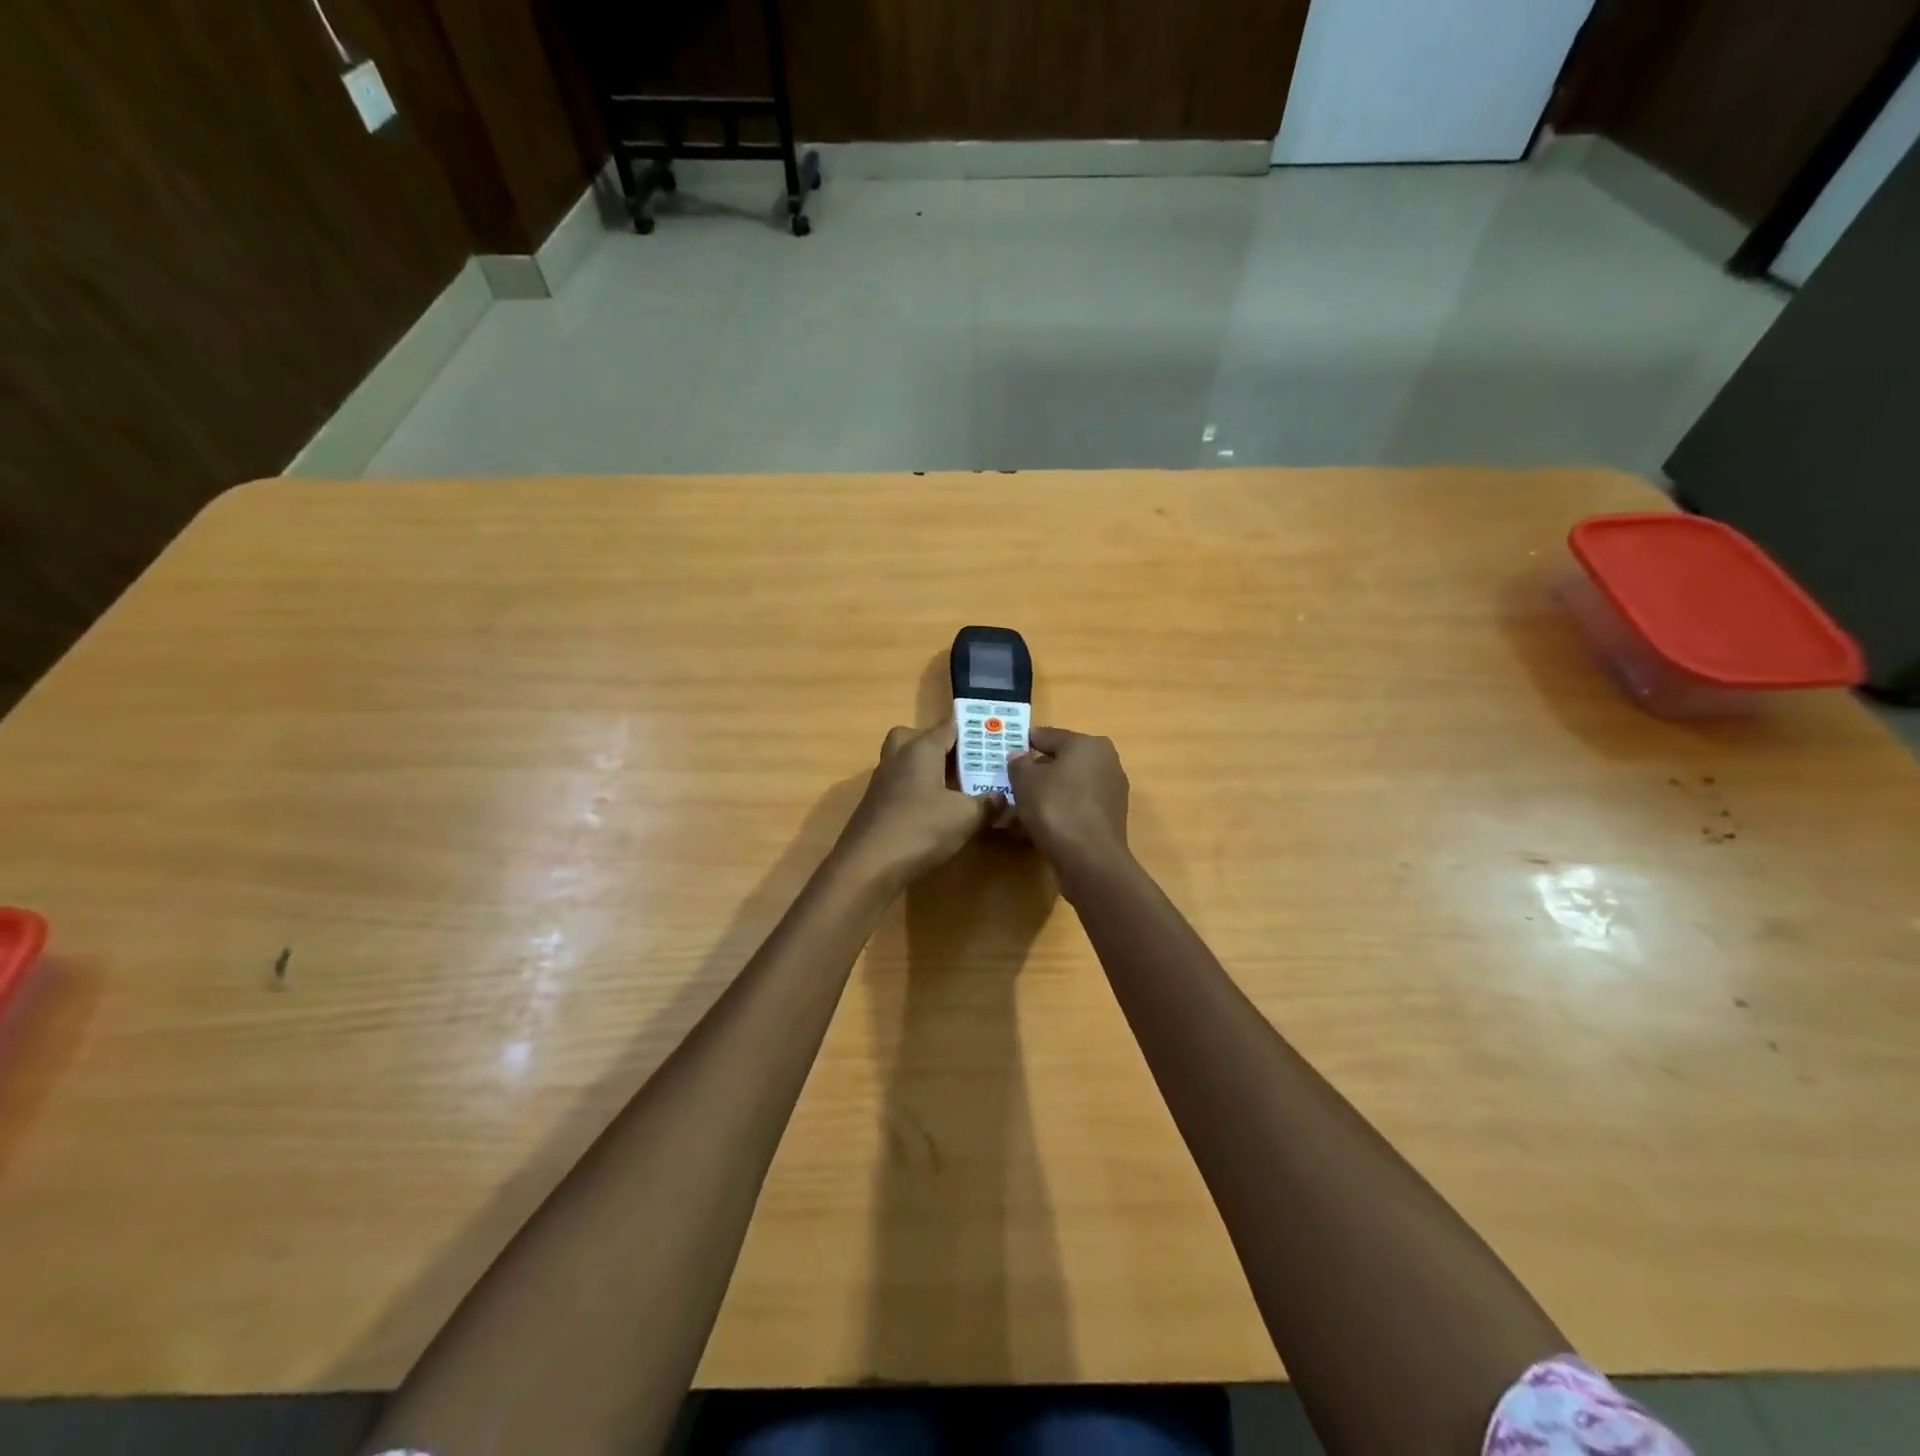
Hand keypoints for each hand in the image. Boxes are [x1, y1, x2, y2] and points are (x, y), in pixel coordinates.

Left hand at [833, 722, 996, 891]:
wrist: (867, 866)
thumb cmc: (920, 829)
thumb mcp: (966, 817)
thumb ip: (988, 804)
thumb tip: (1003, 798)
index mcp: (921, 748)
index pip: (948, 726)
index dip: (973, 729)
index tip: (993, 735)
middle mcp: (898, 756)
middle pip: (919, 739)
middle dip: (942, 746)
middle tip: (965, 761)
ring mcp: (882, 781)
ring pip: (908, 763)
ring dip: (929, 770)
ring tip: (957, 788)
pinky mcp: (876, 805)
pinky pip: (902, 786)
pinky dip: (918, 792)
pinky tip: (936, 812)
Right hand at [1006, 727, 1129, 870]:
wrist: (1089, 859)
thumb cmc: (1055, 808)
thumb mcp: (1025, 780)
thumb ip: (1019, 763)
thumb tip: (1019, 756)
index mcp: (1088, 745)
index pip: (1049, 736)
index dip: (1024, 743)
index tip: (1005, 753)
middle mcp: (1106, 762)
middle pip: (1061, 762)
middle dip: (1036, 772)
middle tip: (1011, 783)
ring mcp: (1111, 792)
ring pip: (1068, 787)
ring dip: (1045, 795)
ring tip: (1018, 809)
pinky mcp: (1109, 818)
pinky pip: (1076, 807)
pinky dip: (1058, 812)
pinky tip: (1036, 826)